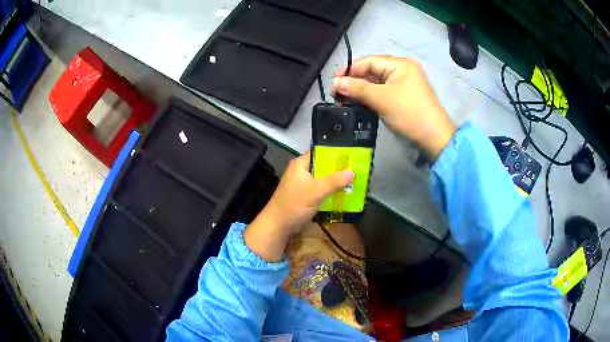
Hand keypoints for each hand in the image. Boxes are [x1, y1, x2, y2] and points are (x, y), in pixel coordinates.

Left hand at [244, 152, 353, 260]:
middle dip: (339, 168)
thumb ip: (334, 181)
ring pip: (323, 179)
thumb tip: (353, 172)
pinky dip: (331, 191)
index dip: (335, 152)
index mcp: (301, 164)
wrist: (279, 226)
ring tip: (354, 180)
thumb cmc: (294, 204)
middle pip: (323, 165)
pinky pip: (321, 189)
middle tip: (357, 169)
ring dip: (336, 181)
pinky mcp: (306, 195)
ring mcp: (303, 184)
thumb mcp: (316, 191)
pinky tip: (344, 193)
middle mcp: (302, 171)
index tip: (352, 155)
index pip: (320, 152)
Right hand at [333, 55, 456, 159]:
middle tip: (337, 93)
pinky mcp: (403, 98)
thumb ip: (357, 88)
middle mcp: (402, 70)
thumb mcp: (381, 98)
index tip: (333, 81)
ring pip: (376, 83)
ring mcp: (404, 84)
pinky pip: (382, 93)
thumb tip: (335, 82)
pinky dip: (370, 97)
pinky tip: (358, 103)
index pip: (369, 61)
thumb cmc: (409, 113)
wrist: (433, 138)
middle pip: (372, 71)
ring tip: (344, 100)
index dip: (350, 69)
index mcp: (400, 64)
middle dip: (354, 81)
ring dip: (360, 90)